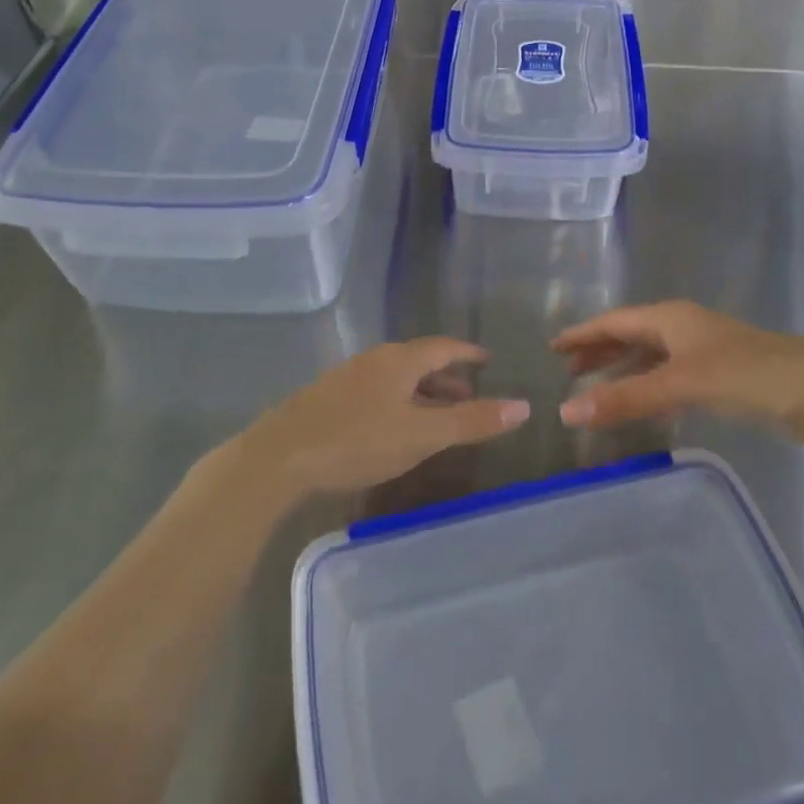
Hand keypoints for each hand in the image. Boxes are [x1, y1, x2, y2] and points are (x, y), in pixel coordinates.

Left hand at [235, 339, 528, 495]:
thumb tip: (523, 406)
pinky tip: (394, 427)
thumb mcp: (421, 435)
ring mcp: (347, 379)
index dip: (467, 353)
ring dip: (421, 392)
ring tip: (437, 415)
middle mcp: (374, 361)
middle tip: (469, 394)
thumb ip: (471, 421)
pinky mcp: (328, 400)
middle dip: (446, 377)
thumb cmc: (357, 440)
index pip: (442, 347)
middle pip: (418, 361)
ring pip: (395, 378)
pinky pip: (376, 392)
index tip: (486, 359)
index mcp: (399, 360)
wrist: (280, 457)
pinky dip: (398, 402)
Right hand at [553, 301, 803, 440]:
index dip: (583, 334)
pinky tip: (647, 403)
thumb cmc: (746, 376)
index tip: (554, 345)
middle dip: (600, 350)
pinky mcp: (724, 374)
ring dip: (624, 368)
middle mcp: (685, 327)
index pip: (614, 321)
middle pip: (632, 334)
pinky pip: (672, 374)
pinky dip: (651, 384)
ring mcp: (706, 350)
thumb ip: (625, 399)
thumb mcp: (680, 385)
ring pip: (653, 354)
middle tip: (569, 370)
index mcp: (671, 318)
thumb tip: (566, 413)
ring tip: (597, 386)